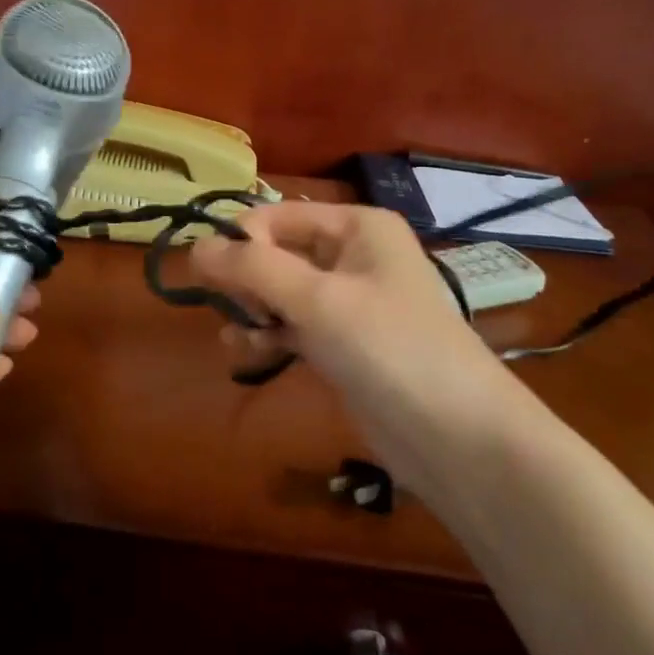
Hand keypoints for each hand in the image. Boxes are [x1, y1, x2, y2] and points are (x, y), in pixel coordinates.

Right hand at [191, 203, 520, 482]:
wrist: (457, 437)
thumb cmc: (390, 348)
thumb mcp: (317, 300)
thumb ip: (252, 269)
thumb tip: (195, 247)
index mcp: (356, 227)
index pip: (277, 217)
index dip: (241, 242)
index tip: (214, 279)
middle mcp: (352, 256)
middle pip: (275, 253)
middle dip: (246, 281)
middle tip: (238, 314)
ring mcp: (347, 302)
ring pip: (278, 292)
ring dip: (251, 312)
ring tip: (240, 340)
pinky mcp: (341, 344)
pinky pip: (291, 325)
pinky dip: (267, 336)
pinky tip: (248, 354)